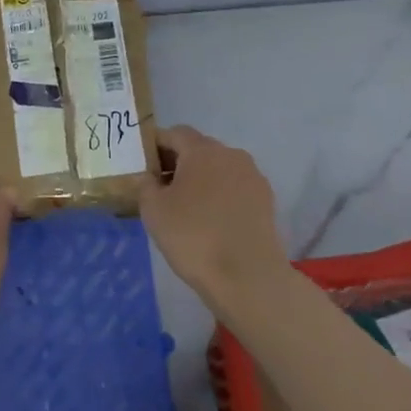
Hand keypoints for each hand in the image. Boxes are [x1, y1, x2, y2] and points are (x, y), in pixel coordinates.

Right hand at [139, 125, 282, 309]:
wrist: (248, 277)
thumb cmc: (193, 237)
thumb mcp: (153, 210)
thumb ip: (145, 184)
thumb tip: (150, 176)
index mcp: (202, 150)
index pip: (175, 133)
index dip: (156, 145)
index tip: (144, 167)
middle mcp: (231, 155)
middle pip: (199, 149)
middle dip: (178, 162)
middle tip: (161, 189)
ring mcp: (253, 177)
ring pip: (219, 169)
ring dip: (201, 179)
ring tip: (187, 208)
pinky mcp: (266, 201)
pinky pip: (235, 188)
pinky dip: (220, 196)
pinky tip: (211, 221)